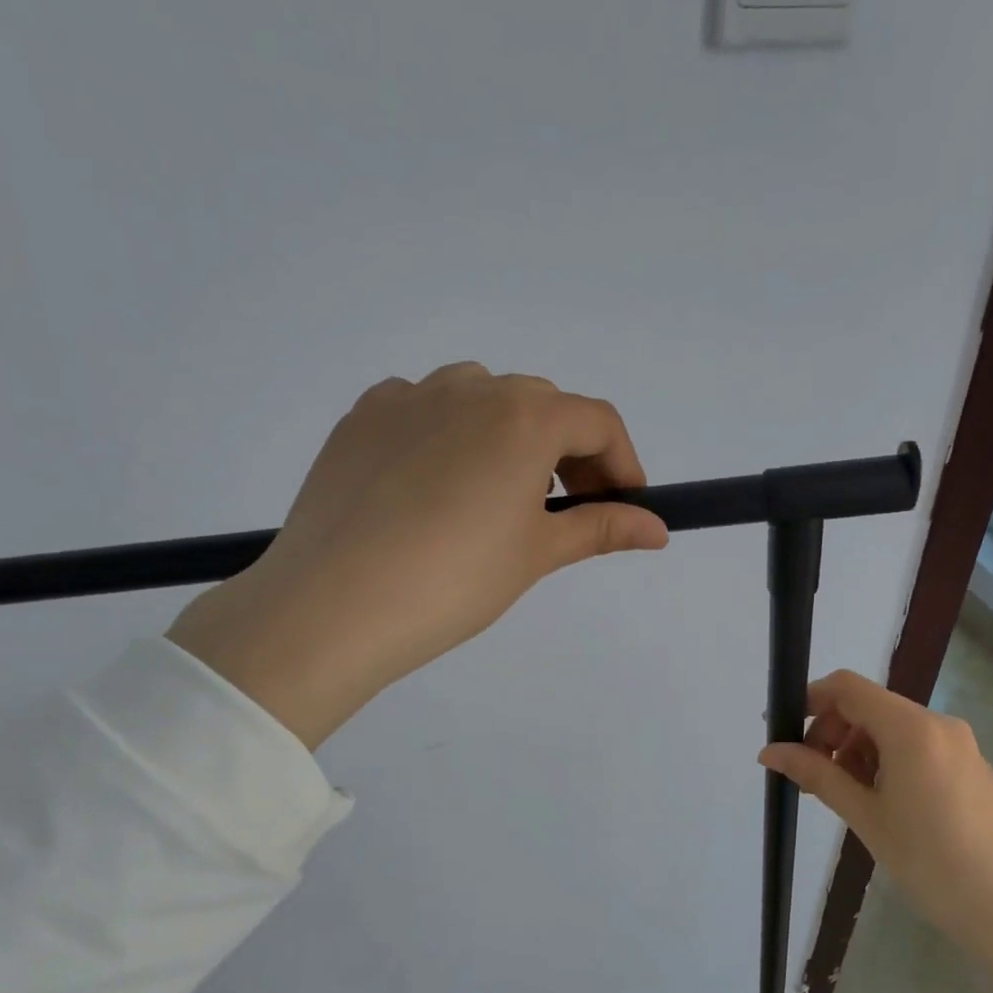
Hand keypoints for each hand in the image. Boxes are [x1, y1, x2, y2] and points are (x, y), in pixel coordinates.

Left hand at [168, 362, 667, 746]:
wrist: (334, 605)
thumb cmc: (455, 581)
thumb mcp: (536, 554)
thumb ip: (602, 529)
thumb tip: (658, 530)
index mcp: (524, 416)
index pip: (598, 421)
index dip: (623, 463)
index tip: (625, 505)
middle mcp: (470, 387)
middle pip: (542, 405)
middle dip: (569, 452)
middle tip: (566, 508)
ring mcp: (409, 396)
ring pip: (481, 398)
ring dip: (508, 436)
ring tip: (498, 496)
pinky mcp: (362, 416)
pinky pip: (423, 410)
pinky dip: (448, 435)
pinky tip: (435, 487)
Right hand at [759, 670, 992, 992]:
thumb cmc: (926, 859)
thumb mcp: (863, 814)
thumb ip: (815, 773)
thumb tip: (768, 751)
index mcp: (911, 729)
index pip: (848, 688)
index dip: (811, 700)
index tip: (785, 731)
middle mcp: (939, 724)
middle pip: (870, 706)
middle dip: (833, 731)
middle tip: (814, 774)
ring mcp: (961, 744)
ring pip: (893, 727)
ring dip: (859, 748)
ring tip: (847, 793)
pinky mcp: (972, 765)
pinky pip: (918, 745)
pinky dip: (888, 759)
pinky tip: (883, 801)